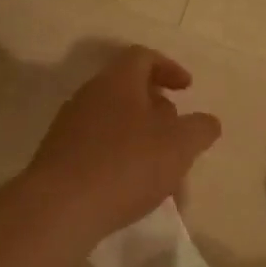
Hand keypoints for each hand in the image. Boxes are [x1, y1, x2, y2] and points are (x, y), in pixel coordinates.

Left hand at [25, 46, 221, 238]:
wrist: (59, 209)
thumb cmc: (126, 165)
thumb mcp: (180, 145)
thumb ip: (200, 129)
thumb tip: (207, 122)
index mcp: (117, 82)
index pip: (142, 57)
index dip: (169, 68)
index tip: (187, 89)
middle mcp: (89, 96)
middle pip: (128, 90)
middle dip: (157, 108)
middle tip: (177, 133)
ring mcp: (69, 128)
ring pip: (114, 122)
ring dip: (141, 138)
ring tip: (161, 169)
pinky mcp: (58, 158)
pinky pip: (98, 148)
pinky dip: (121, 159)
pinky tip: (133, 188)